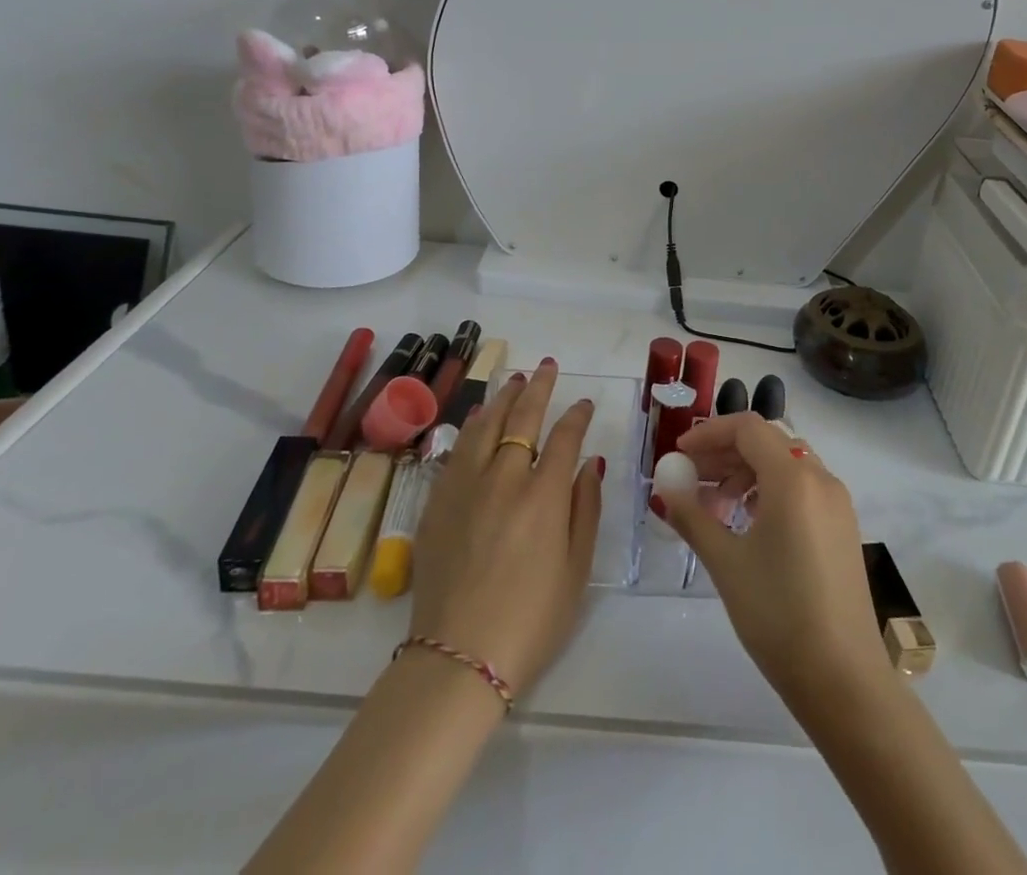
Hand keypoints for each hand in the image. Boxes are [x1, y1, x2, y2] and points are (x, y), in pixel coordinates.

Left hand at [407, 358, 603, 694]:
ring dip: (503, 399)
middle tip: (547, 367)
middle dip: (538, 387)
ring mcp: (465, 487)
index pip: (564, 438)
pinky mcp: (437, 503)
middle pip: (522, 418)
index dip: (577, 416)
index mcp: (543, 495)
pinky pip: (457, 451)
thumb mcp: (576, 570)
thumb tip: (589, 463)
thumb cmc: (531, 621)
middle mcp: (503, 478)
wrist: (457, 658)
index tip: (585, 403)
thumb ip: (585, 509)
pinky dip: (473, 428)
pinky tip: (479, 419)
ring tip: (514, 381)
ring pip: (485, 426)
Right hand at [655, 413, 890, 704]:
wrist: (844, 681)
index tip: (680, 455)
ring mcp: (837, 503)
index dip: (709, 434)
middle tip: (690, 479)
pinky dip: (769, 490)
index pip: (747, 428)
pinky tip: (747, 524)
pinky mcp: (842, 527)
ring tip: (714, 507)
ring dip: (745, 472)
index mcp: (794, 478)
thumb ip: (692, 516)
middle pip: (766, 442)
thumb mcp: (726, 563)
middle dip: (724, 453)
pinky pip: (801, 488)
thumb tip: (665, 489)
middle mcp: (820, 478)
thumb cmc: (779, 615)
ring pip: (785, 464)